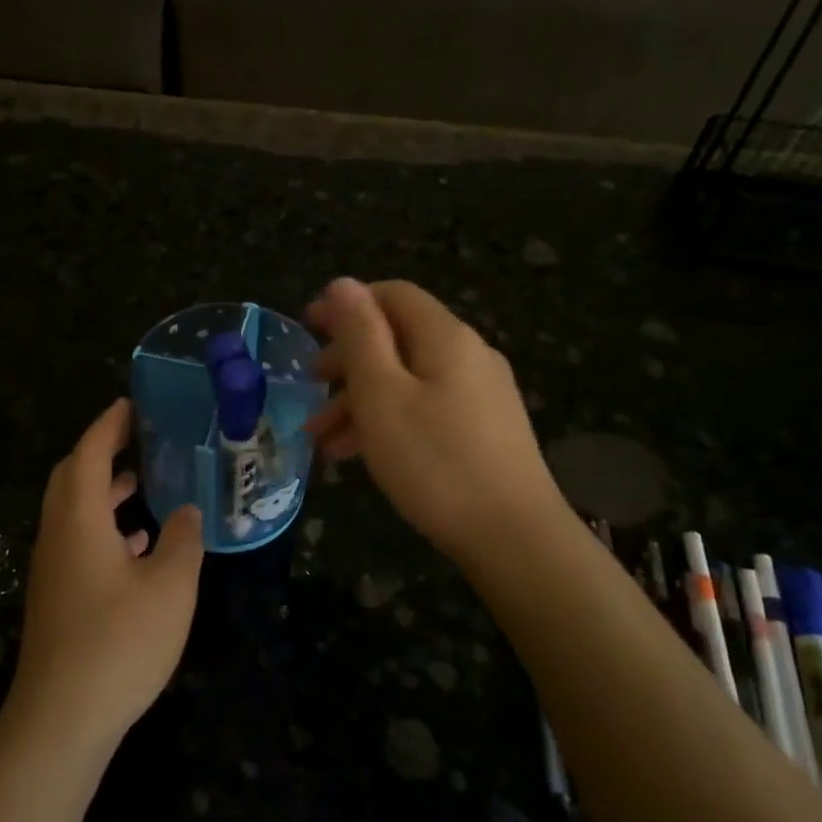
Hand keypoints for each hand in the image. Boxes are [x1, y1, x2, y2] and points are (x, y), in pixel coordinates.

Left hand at [7, 399, 205, 754]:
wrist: (62, 718)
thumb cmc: (119, 641)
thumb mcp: (169, 586)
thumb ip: (183, 541)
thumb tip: (188, 512)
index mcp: (78, 520)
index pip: (88, 454)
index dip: (108, 425)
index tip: (130, 404)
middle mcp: (57, 535)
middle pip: (70, 478)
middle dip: (100, 453)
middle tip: (137, 439)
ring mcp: (53, 569)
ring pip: (75, 513)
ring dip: (104, 492)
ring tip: (143, 483)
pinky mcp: (58, 598)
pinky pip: (79, 543)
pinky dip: (105, 528)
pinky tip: (137, 544)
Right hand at [305, 278, 556, 564]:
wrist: (514, 538)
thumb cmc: (435, 462)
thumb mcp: (382, 395)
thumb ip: (360, 336)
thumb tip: (343, 283)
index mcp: (445, 337)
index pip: (392, 295)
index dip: (347, 305)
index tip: (308, 328)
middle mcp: (468, 355)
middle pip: (398, 338)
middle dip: (347, 361)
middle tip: (310, 389)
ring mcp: (480, 394)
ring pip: (407, 380)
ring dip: (360, 401)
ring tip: (321, 440)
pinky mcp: (483, 430)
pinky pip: (425, 409)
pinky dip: (388, 421)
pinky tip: (358, 455)